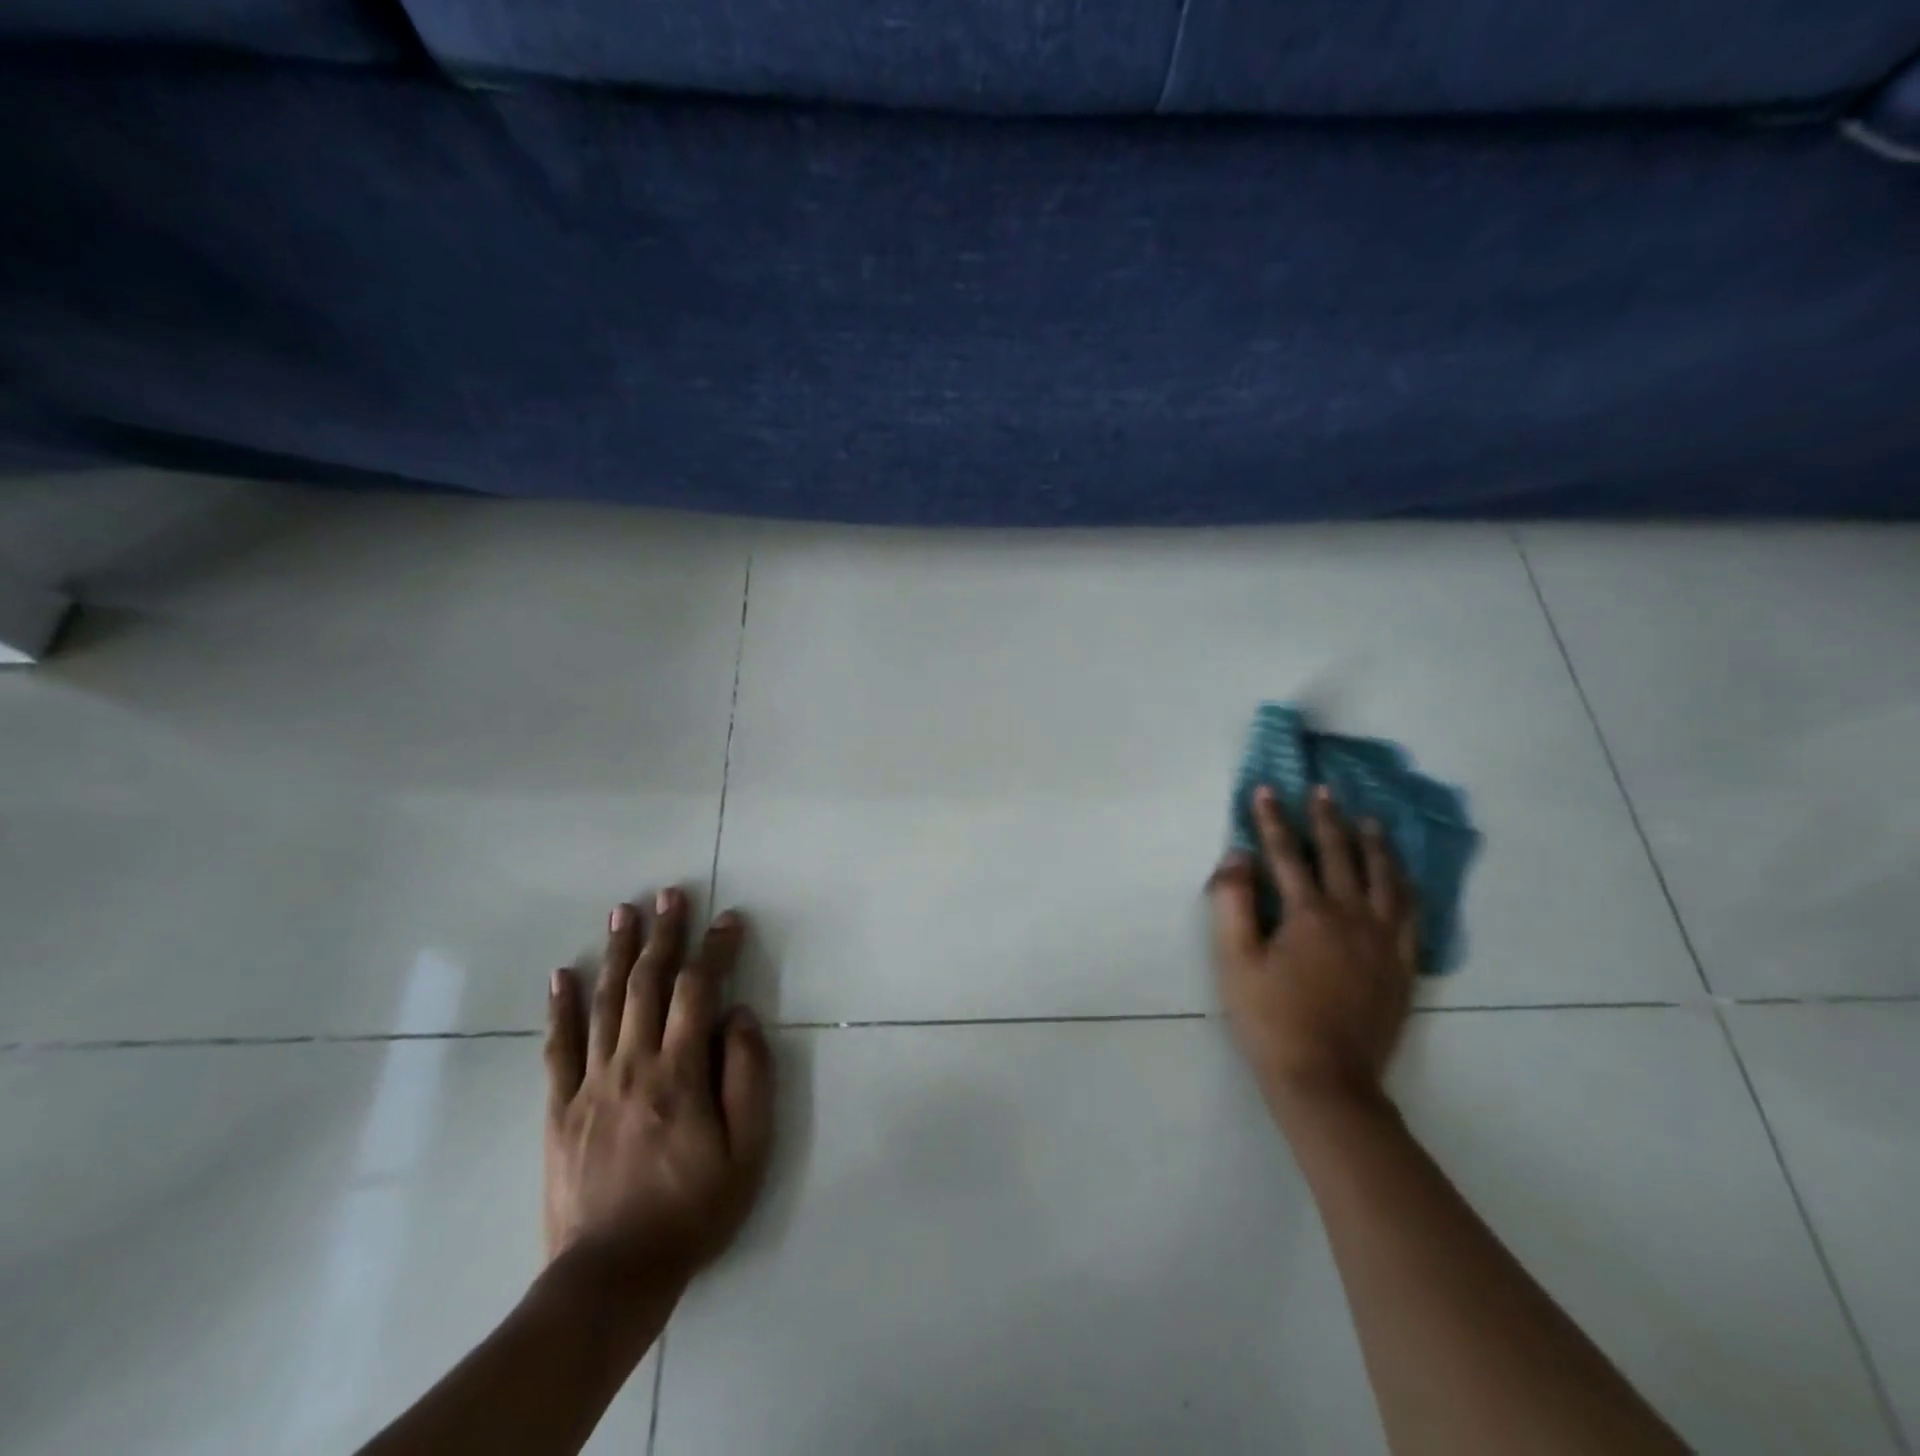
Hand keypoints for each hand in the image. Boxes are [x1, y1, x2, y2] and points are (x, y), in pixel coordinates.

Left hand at [544, 887, 774, 1295]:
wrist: (612, 1277)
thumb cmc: (693, 1210)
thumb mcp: (748, 1150)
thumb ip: (748, 1076)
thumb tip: (738, 1015)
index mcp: (679, 1073)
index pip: (697, 991)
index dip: (714, 949)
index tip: (729, 918)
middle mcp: (632, 1065)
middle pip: (647, 984)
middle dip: (662, 934)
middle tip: (669, 895)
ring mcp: (590, 1085)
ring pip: (603, 1004)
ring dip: (615, 953)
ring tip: (622, 912)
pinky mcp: (560, 1109)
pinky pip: (558, 1048)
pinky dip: (560, 1008)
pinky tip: (560, 975)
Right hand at [1210, 785, 1419, 1111]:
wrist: (1325, 1081)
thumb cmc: (1270, 1018)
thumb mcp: (1234, 960)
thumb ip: (1232, 902)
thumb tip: (1238, 856)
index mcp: (1309, 914)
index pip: (1287, 853)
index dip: (1272, 819)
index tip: (1265, 789)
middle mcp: (1352, 916)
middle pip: (1341, 855)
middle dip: (1328, 818)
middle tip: (1323, 790)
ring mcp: (1383, 941)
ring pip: (1385, 878)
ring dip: (1375, 844)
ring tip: (1369, 820)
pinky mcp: (1401, 966)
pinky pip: (1411, 914)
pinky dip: (1405, 886)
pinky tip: (1402, 878)